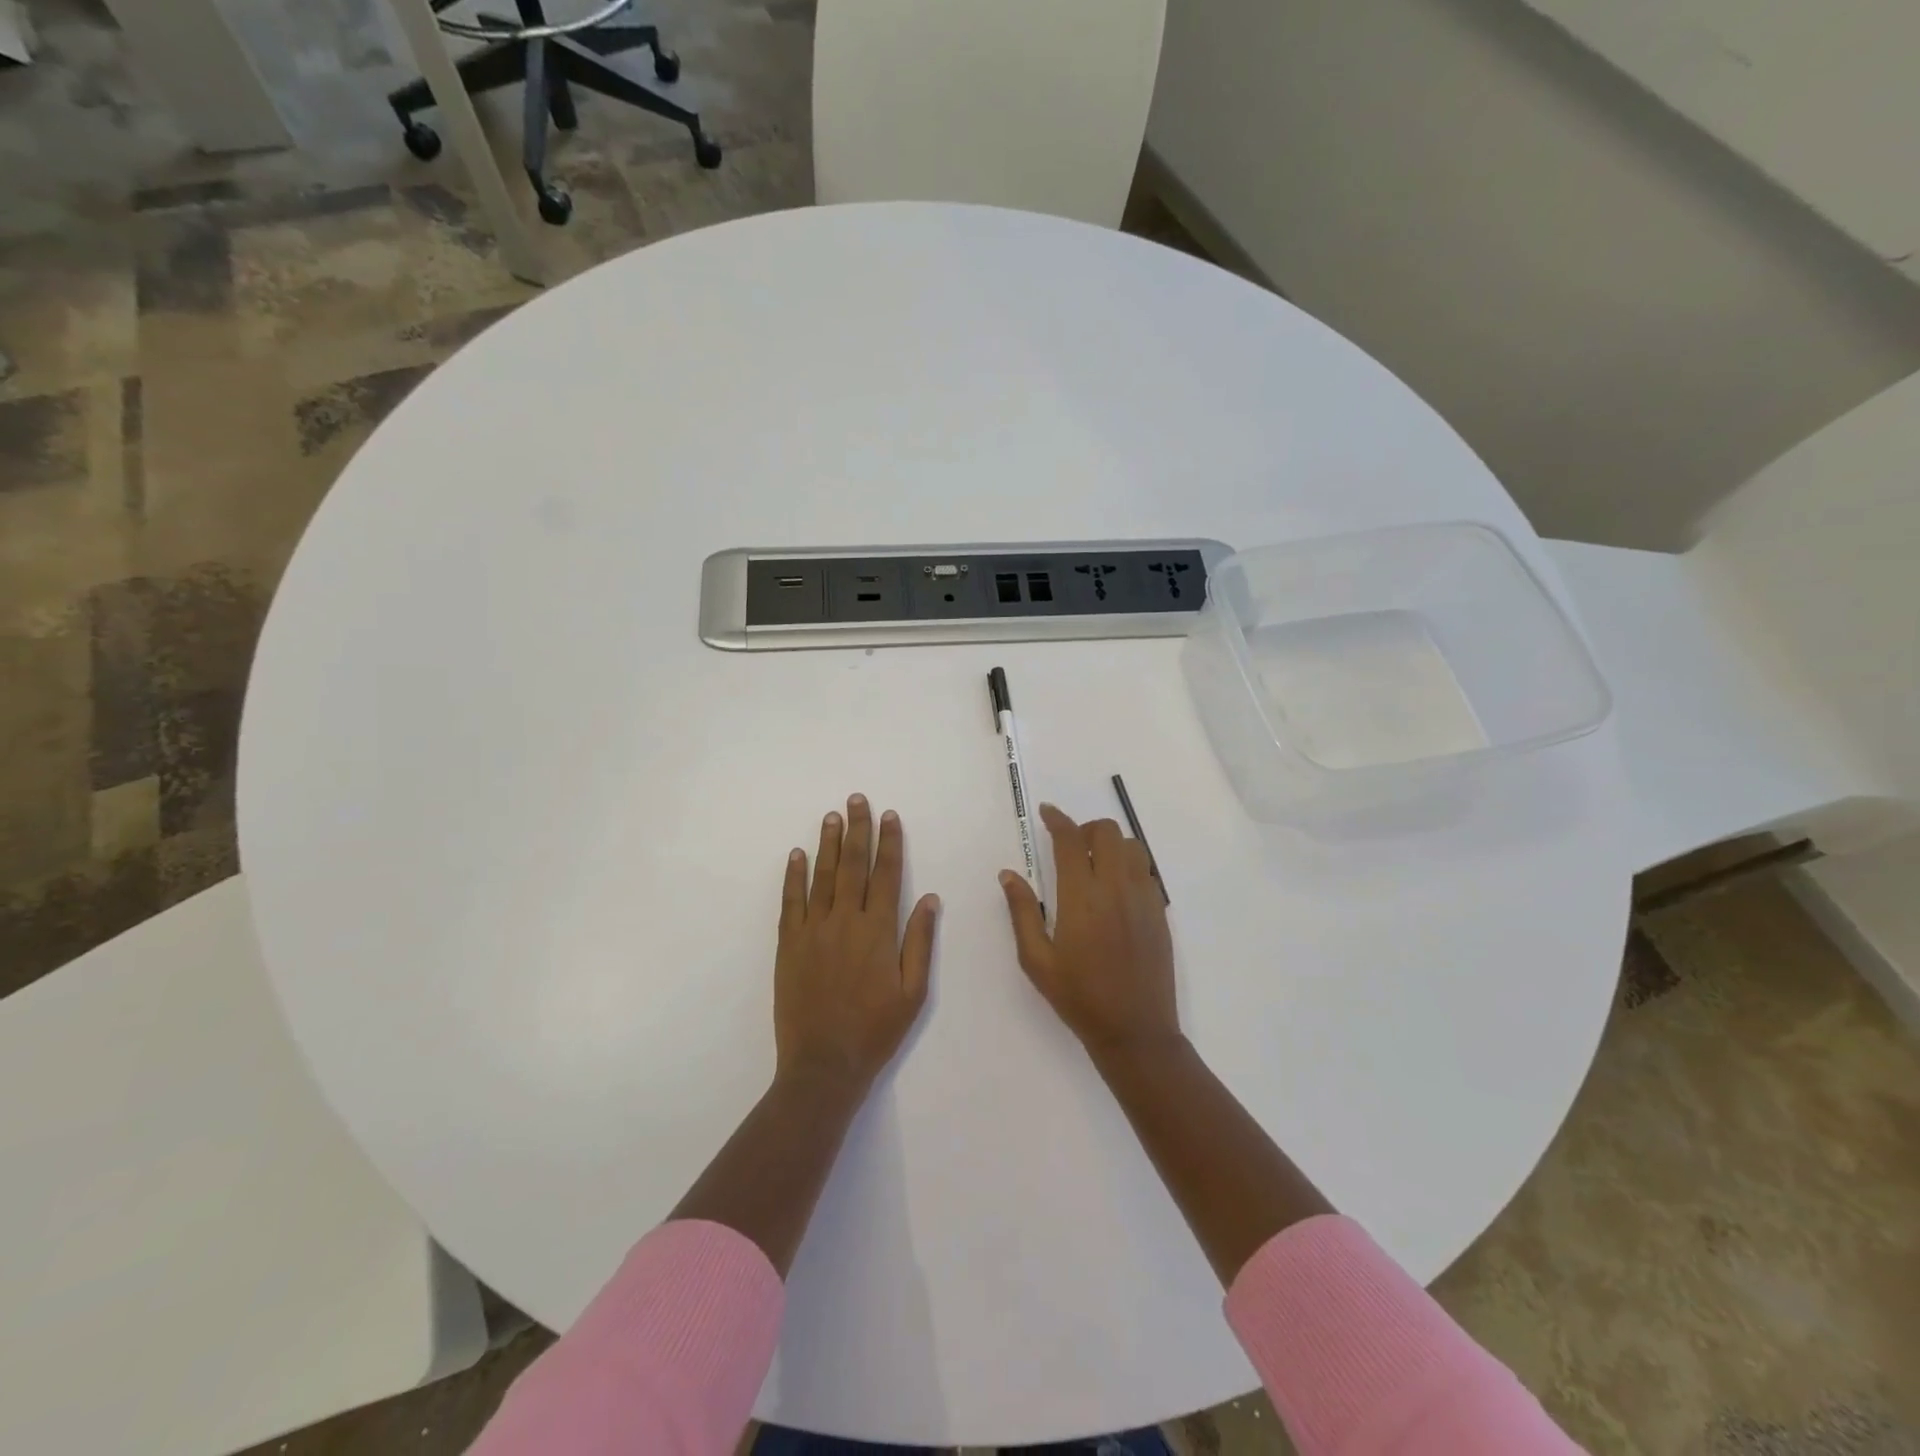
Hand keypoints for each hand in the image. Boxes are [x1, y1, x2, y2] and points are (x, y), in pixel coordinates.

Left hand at [776, 794, 939, 1091]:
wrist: (823, 1064)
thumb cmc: (875, 1030)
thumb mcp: (913, 992)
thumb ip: (920, 941)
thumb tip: (929, 897)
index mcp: (879, 931)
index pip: (886, 874)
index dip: (889, 843)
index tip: (889, 816)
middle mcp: (846, 921)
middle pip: (853, 865)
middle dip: (857, 830)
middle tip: (857, 800)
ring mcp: (813, 930)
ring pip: (822, 876)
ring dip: (828, 843)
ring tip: (831, 816)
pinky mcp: (789, 944)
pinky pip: (791, 901)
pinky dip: (794, 876)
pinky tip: (797, 855)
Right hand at [1000, 803, 1179, 1057]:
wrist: (1135, 1030)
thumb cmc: (1078, 997)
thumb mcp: (1037, 960)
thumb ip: (1022, 911)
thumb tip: (1009, 874)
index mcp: (1081, 898)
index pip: (1070, 840)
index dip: (1057, 819)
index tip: (1047, 812)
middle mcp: (1116, 888)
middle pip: (1107, 831)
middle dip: (1085, 829)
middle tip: (1069, 847)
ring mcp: (1143, 898)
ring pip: (1132, 846)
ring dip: (1110, 844)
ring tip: (1094, 866)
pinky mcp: (1160, 912)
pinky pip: (1146, 870)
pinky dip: (1128, 865)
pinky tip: (1114, 890)